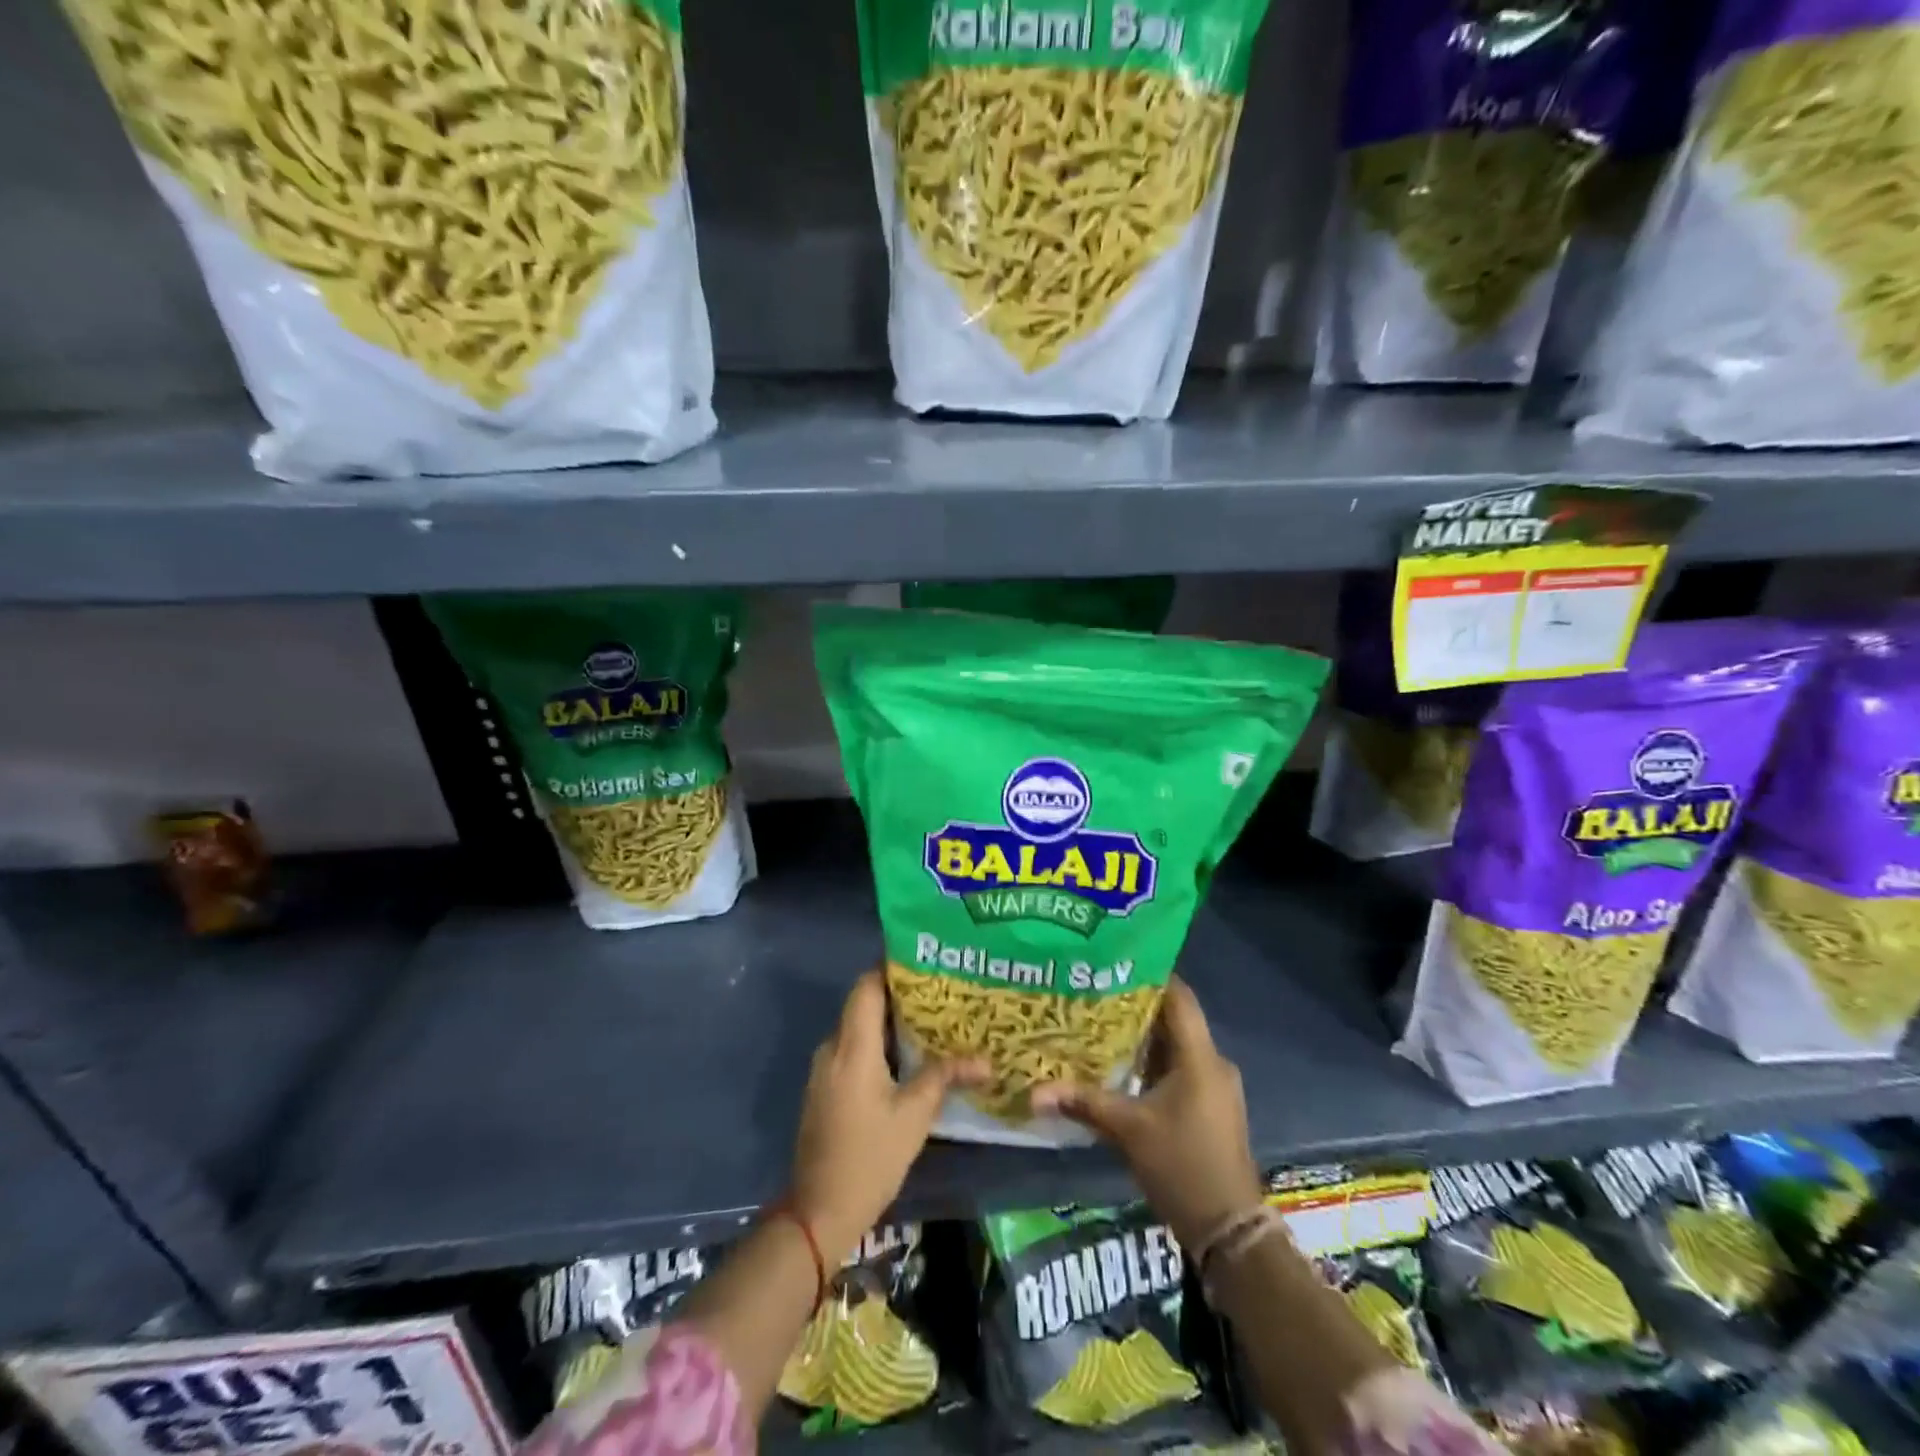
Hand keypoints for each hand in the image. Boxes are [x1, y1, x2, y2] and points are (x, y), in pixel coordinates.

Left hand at [789, 969, 985, 1263]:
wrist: (819, 1210)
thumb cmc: (870, 1157)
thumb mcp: (914, 1116)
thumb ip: (945, 1077)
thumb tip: (985, 1060)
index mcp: (852, 1046)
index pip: (866, 986)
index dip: (892, 969)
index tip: (926, 964)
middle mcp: (832, 1048)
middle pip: (863, 1004)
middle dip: (898, 996)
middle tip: (939, 993)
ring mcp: (824, 1069)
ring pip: (857, 1028)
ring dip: (889, 1023)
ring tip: (930, 1022)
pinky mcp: (824, 1088)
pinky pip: (851, 1050)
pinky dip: (877, 1045)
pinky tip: (906, 1058)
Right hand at [1032, 977, 1263, 1249]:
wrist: (1229, 1231)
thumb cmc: (1182, 1166)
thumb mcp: (1128, 1131)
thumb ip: (1084, 1103)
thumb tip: (1035, 1091)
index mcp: (1200, 1057)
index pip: (1179, 997)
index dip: (1151, 975)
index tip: (1114, 962)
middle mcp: (1212, 1063)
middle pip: (1174, 1019)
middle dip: (1136, 1006)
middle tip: (1095, 992)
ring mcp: (1214, 1086)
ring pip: (1175, 1046)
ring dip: (1143, 1036)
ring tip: (1100, 1023)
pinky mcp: (1210, 1106)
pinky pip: (1180, 1068)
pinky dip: (1152, 1062)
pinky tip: (1121, 1066)